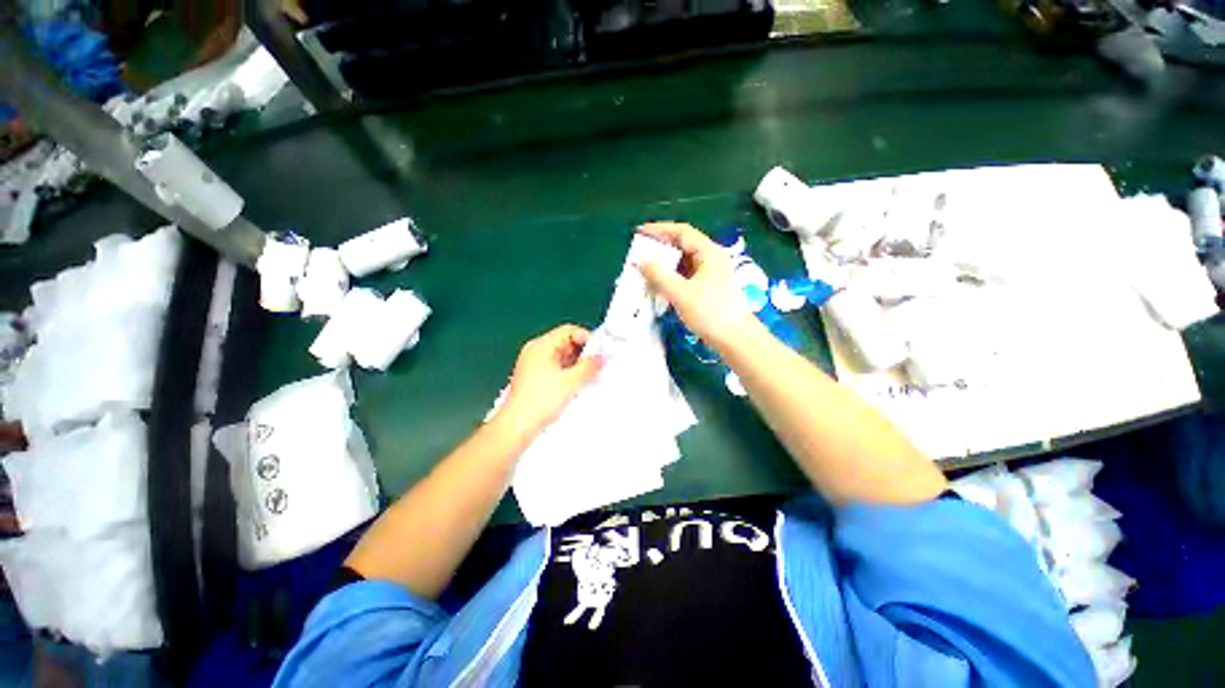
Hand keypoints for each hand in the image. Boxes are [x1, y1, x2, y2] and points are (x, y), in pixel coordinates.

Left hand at [500, 325, 603, 432]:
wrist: (517, 427)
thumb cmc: (539, 401)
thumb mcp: (571, 381)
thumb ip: (590, 365)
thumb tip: (605, 354)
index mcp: (541, 346)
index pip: (569, 331)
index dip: (587, 339)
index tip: (600, 352)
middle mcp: (536, 352)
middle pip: (566, 342)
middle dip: (584, 353)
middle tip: (598, 365)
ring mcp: (534, 365)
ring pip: (562, 356)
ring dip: (578, 364)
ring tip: (590, 376)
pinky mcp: (535, 379)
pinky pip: (557, 368)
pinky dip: (569, 372)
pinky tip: (578, 384)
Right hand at [637, 222, 762, 351]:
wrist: (734, 338)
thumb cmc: (710, 312)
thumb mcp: (681, 293)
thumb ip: (659, 275)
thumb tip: (640, 260)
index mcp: (708, 253)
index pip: (682, 232)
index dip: (659, 230)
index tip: (639, 233)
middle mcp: (710, 259)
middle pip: (682, 246)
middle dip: (659, 248)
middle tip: (639, 253)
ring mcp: (709, 274)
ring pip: (682, 263)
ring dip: (663, 264)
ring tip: (644, 269)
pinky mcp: (706, 288)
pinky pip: (684, 276)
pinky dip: (670, 277)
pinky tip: (657, 285)